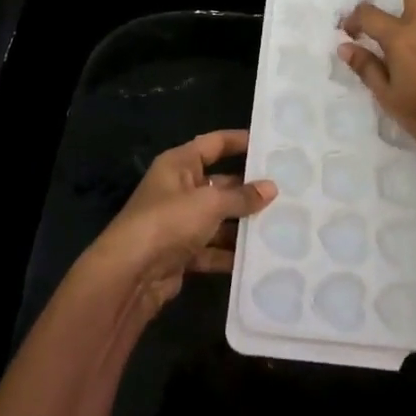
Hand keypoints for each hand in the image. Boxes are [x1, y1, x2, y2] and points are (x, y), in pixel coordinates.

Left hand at [82, 129, 275, 321]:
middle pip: (219, 183)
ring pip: (218, 218)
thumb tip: (271, 188)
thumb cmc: (168, 221)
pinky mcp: (180, 253)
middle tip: (286, 192)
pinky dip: (230, 254)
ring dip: (242, 224)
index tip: (269, 144)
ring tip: (280, 226)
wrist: (129, 274)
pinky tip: (258, 258)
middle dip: (248, 190)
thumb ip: (242, 196)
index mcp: (179, 165)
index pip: (213, 144)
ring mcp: (178, 223)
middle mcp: (178, 189)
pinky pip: (212, 248)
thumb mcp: (210, 203)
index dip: (239, 141)